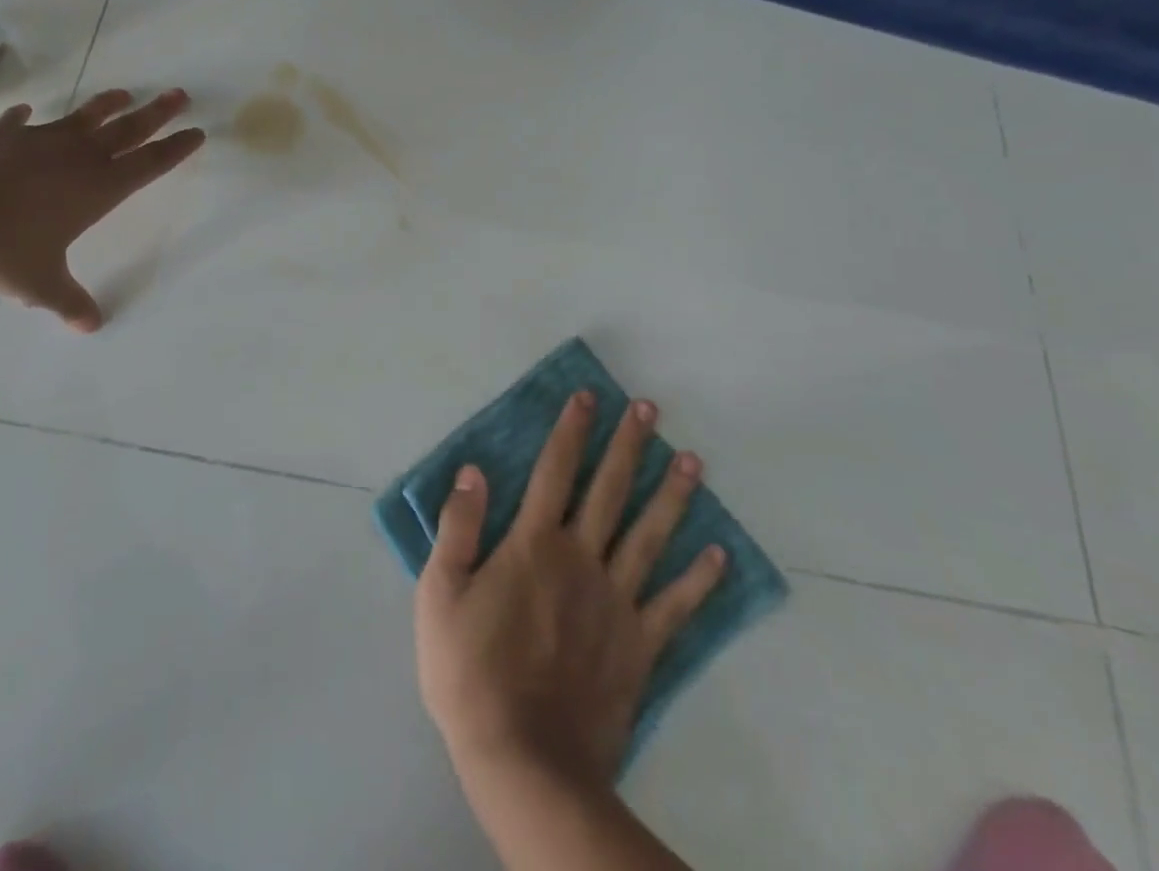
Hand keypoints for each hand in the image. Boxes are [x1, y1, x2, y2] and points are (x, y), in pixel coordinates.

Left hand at [0, 89, 203, 331]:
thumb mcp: (37, 282)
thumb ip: (67, 301)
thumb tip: (92, 326)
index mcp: (96, 189)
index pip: (149, 165)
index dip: (175, 150)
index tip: (196, 132)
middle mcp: (77, 157)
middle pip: (128, 130)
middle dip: (157, 113)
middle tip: (180, 95)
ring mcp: (39, 139)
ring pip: (84, 117)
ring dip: (107, 105)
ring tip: (125, 94)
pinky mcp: (2, 133)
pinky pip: (21, 123)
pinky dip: (25, 118)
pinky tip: (26, 112)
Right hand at [414, 390, 727, 790]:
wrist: (524, 761)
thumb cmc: (470, 672)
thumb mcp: (440, 593)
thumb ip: (458, 527)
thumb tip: (473, 471)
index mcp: (533, 544)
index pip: (554, 470)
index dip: (571, 430)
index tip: (589, 397)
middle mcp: (581, 559)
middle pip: (609, 490)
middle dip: (628, 445)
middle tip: (649, 409)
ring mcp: (616, 602)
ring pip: (649, 535)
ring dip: (671, 495)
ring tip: (693, 460)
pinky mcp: (639, 646)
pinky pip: (675, 604)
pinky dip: (698, 578)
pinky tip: (718, 553)